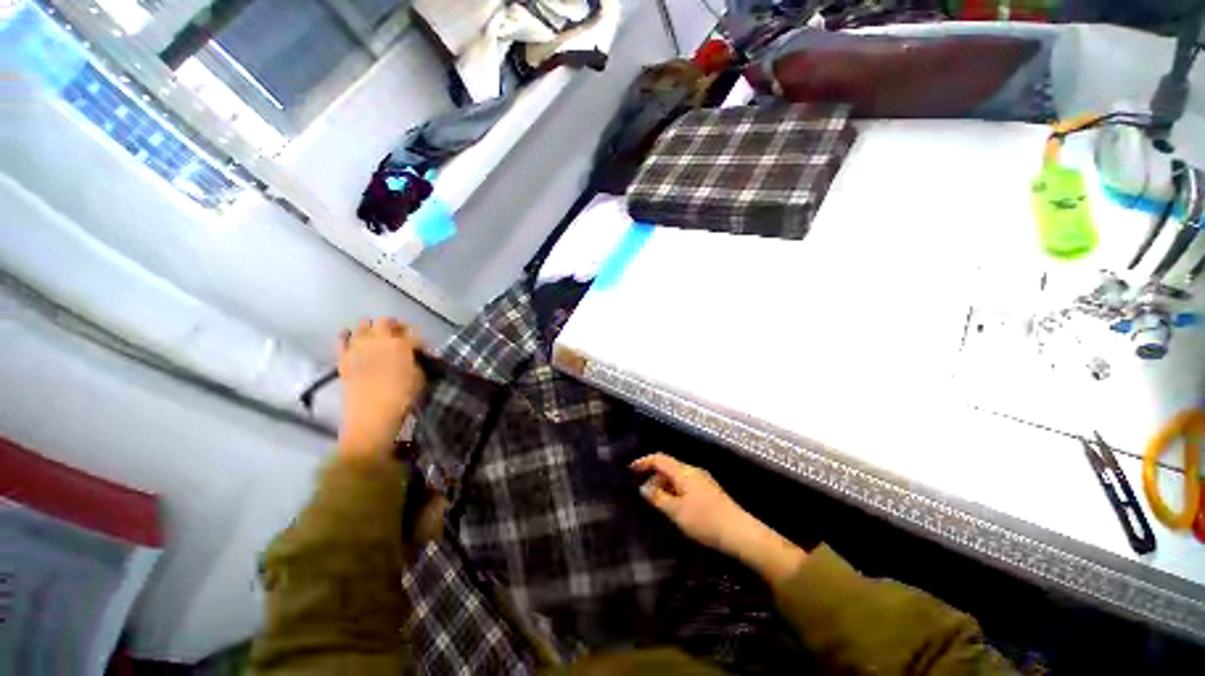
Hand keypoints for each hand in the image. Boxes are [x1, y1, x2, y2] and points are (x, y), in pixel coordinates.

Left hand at [336, 319, 425, 458]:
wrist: (371, 419)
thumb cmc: (402, 399)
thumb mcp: (419, 378)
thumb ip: (417, 361)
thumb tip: (414, 355)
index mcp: (401, 345)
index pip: (411, 332)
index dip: (417, 337)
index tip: (421, 346)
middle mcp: (378, 341)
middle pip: (386, 322)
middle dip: (395, 326)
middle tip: (401, 335)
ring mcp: (358, 349)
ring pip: (363, 326)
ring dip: (372, 327)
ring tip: (378, 335)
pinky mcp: (344, 359)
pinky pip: (342, 341)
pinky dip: (346, 336)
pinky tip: (350, 336)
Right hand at [631, 453, 806, 584]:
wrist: (740, 533)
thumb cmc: (705, 520)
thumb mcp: (677, 511)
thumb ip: (658, 498)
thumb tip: (644, 487)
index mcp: (684, 472)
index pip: (660, 458)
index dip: (644, 461)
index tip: (631, 469)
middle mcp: (693, 471)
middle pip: (668, 467)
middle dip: (655, 478)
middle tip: (646, 496)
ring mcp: (703, 480)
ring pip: (677, 477)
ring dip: (665, 486)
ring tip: (660, 505)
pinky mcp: (709, 491)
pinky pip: (686, 484)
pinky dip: (675, 491)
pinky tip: (676, 508)